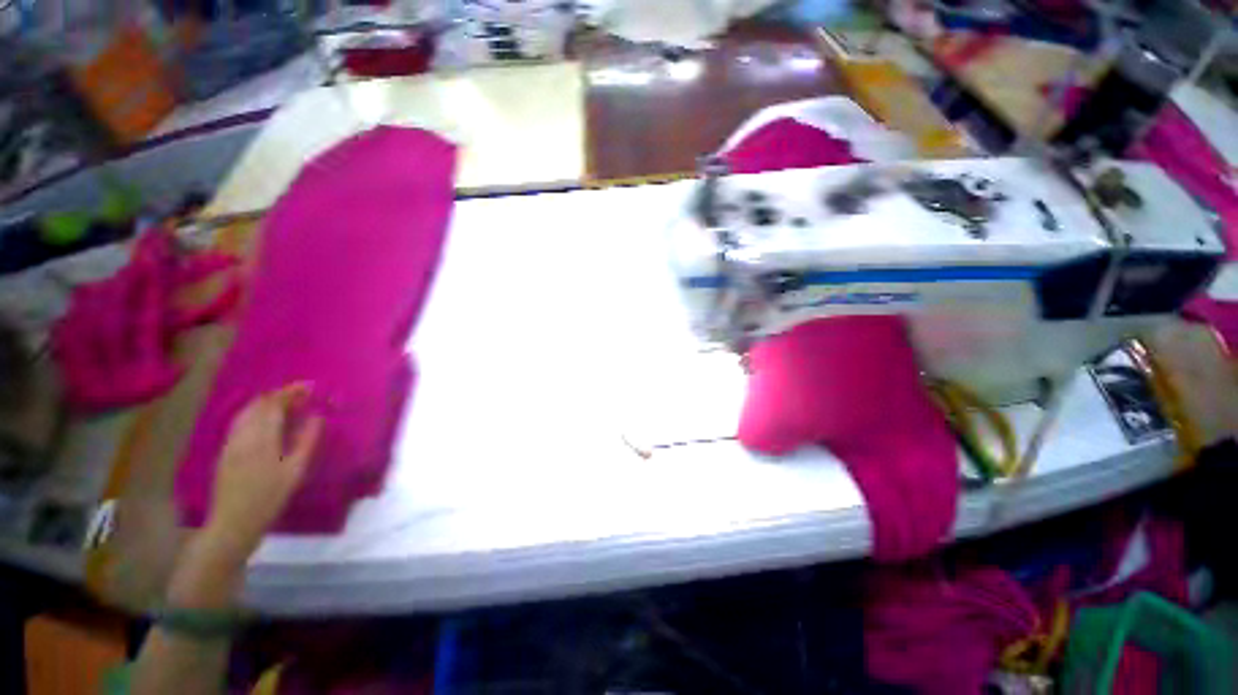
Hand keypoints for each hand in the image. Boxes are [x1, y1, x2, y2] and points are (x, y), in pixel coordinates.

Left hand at [203, 383, 323, 563]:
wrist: (232, 523)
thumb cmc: (269, 498)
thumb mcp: (295, 471)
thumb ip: (306, 441)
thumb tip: (317, 417)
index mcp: (261, 438)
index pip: (274, 405)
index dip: (291, 392)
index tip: (310, 386)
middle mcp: (242, 435)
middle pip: (258, 405)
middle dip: (279, 395)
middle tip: (301, 393)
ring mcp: (230, 443)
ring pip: (246, 412)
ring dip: (266, 403)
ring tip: (286, 403)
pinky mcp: (226, 451)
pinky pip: (240, 423)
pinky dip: (255, 413)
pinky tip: (265, 420)